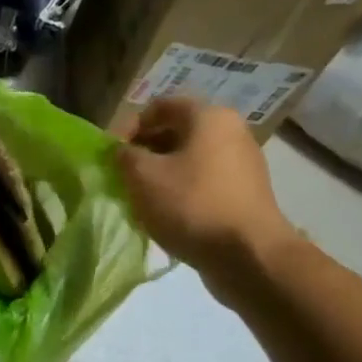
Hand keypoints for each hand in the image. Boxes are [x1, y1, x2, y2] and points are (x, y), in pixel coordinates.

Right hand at [116, 97, 299, 300]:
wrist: (249, 255)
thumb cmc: (191, 205)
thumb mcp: (142, 176)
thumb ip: (124, 155)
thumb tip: (122, 151)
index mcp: (208, 117)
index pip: (159, 106)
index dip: (129, 126)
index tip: (112, 154)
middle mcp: (231, 131)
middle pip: (176, 130)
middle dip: (144, 150)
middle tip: (123, 174)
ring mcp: (243, 162)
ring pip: (190, 157)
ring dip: (161, 171)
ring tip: (141, 196)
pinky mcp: (246, 191)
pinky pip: (204, 179)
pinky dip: (181, 188)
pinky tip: (166, 212)